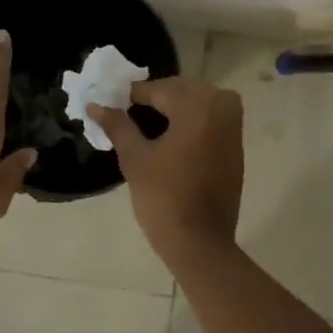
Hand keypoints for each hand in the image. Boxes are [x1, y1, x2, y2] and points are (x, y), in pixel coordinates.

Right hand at [90, 77, 243, 263]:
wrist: (200, 243)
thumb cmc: (163, 199)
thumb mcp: (134, 159)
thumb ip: (117, 125)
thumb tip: (95, 105)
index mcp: (196, 109)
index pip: (159, 89)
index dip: (132, 95)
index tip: (112, 104)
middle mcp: (221, 109)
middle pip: (183, 89)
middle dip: (157, 96)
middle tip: (129, 112)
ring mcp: (233, 127)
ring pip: (201, 99)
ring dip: (177, 104)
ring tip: (150, 123)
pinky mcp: (236, 145)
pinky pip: (214, 116)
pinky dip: (194, 117)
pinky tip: (173, 135)